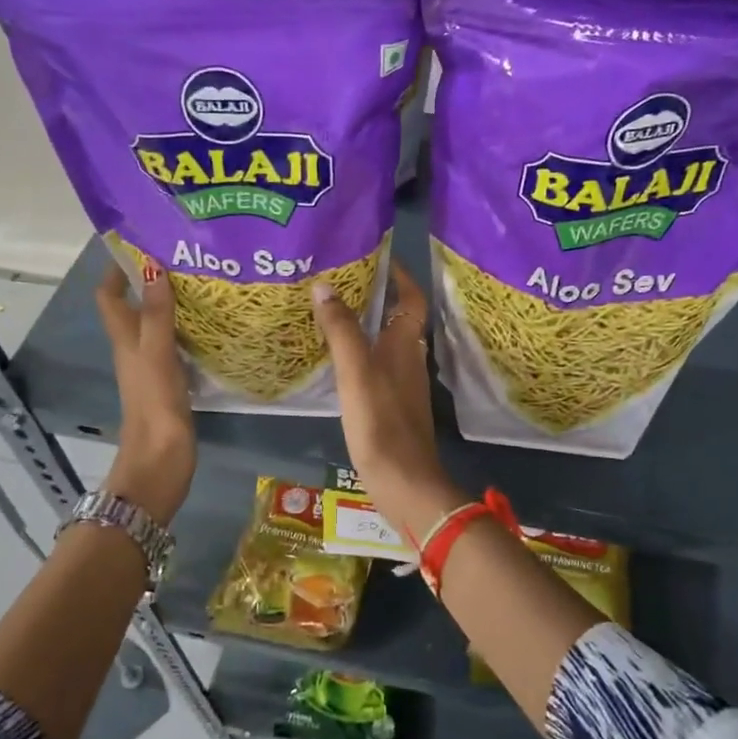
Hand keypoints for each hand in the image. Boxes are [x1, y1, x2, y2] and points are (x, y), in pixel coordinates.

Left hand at [96, 262, 194, 523]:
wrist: (161, 461)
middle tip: (185, 258)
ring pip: (159, 325)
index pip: (109, 295)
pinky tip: (213, 325)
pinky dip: (189, 331)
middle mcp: (135, 349)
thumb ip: (158, 315)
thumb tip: (153, 267)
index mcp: (125, 340)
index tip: (142, 242)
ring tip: (204, 283)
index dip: (117, 269)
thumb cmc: (155, 405)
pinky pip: (178, 346)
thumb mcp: (156, 355)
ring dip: (173, 305)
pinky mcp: (172, 383)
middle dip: (153, 280)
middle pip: (136, 306)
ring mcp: (154, 367)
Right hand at [312, 264, 464, 542]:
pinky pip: (376, 368)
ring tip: (333, 313)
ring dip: (366, 325)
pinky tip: (337, 361)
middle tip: (342, 281)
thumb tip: (325, 285)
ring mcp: (402, 386)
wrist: (403, 482)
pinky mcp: (392, 408)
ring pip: (387, 344)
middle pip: (399, 319)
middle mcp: (410, 360)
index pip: (412, 299)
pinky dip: (360, 355)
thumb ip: (341, 329)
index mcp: (407, 345)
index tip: (377, 256)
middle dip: (377, 297)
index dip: (400, 275)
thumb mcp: (356, 371)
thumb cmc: (381, 421)